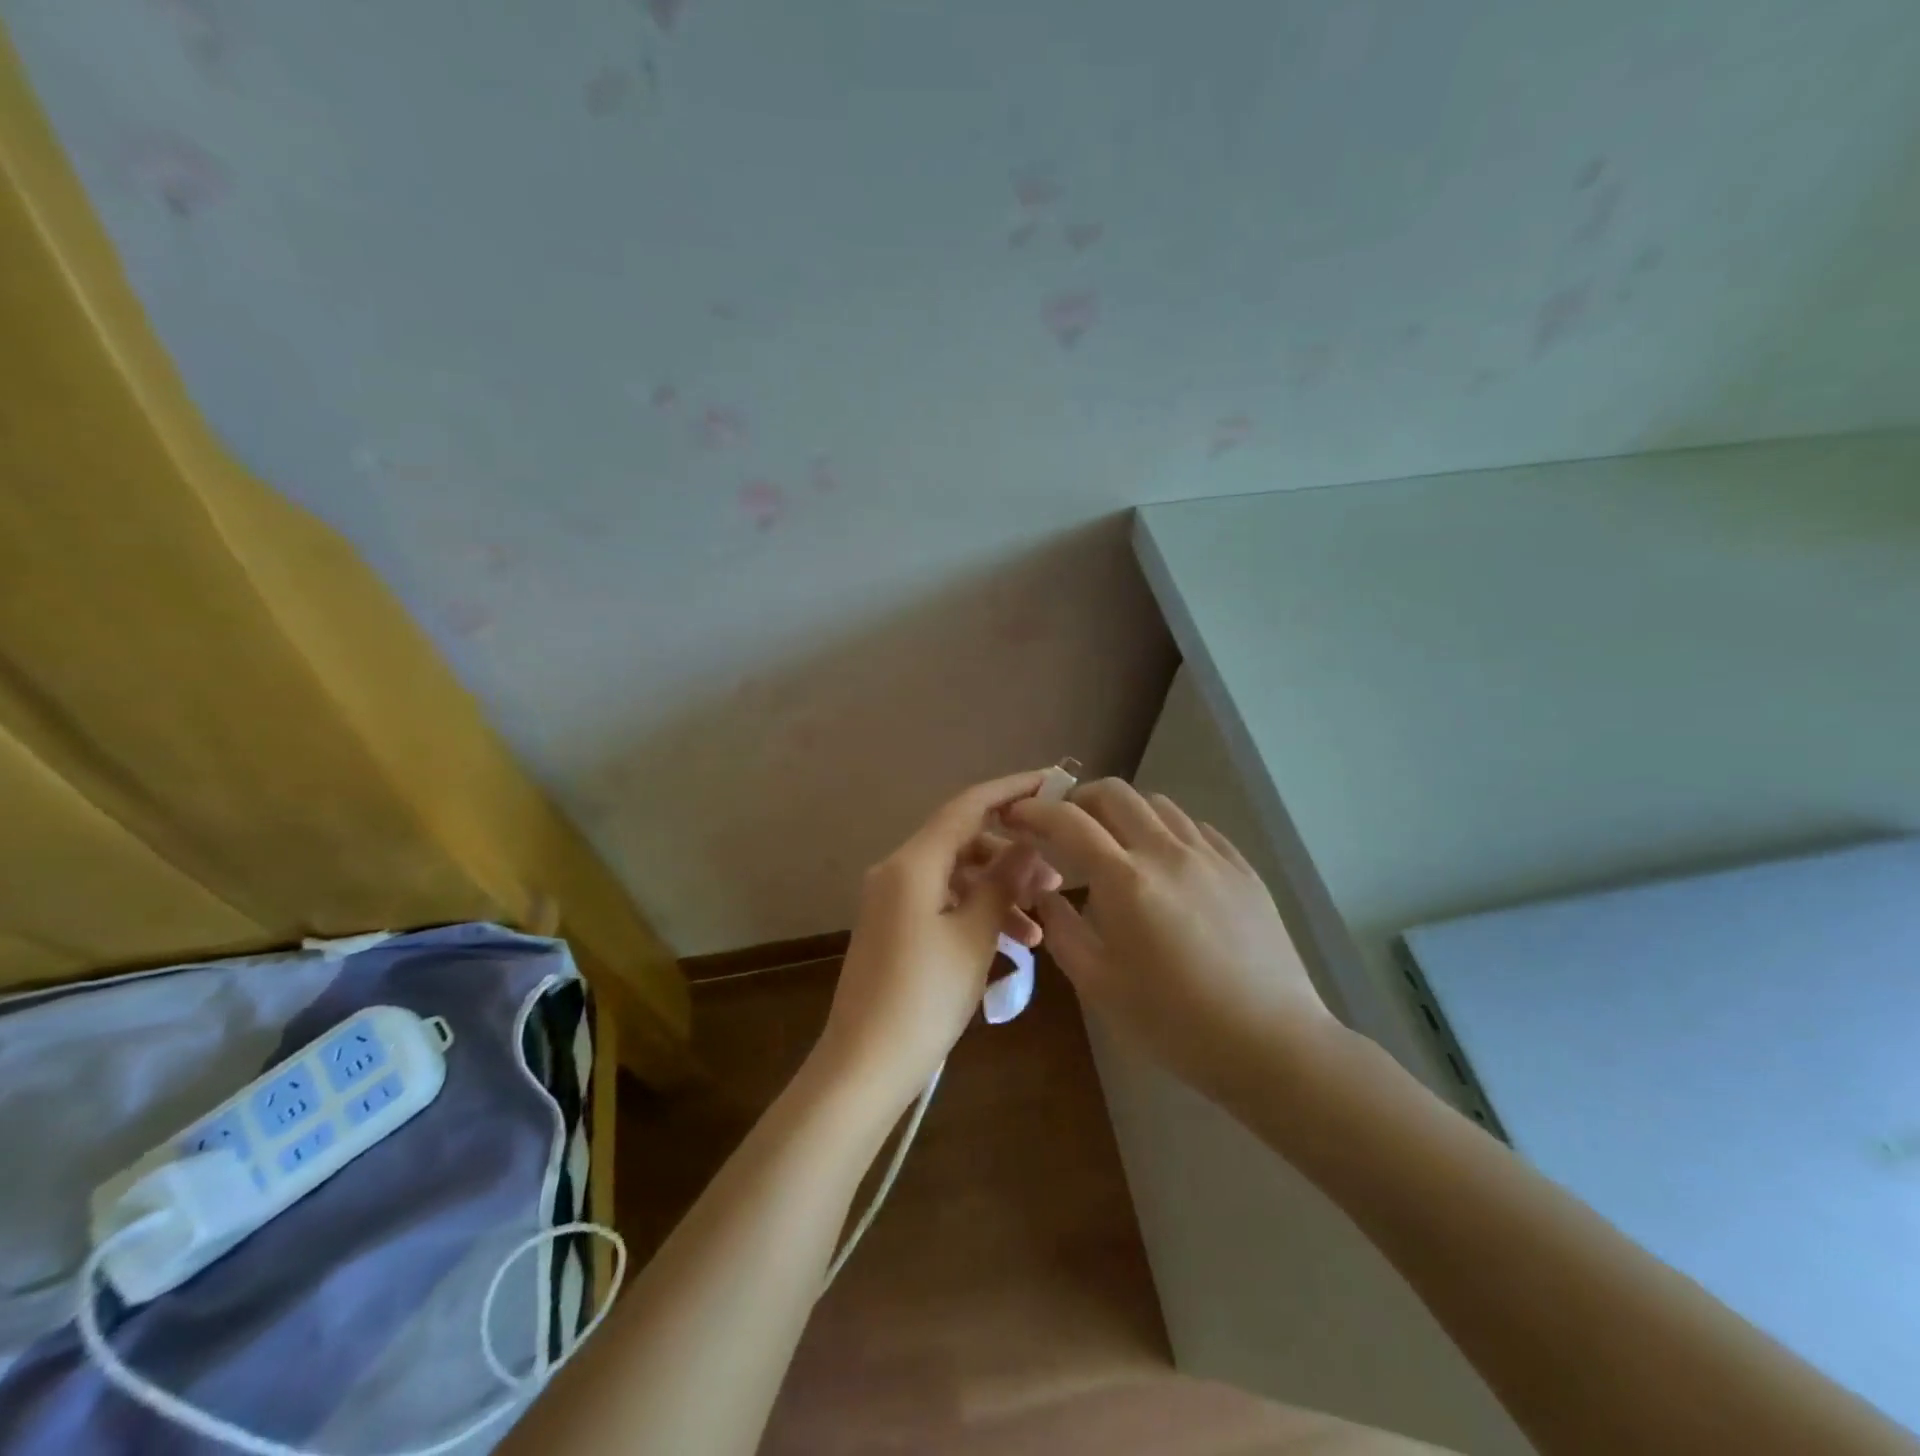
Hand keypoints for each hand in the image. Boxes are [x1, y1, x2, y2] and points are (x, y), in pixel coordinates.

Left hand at [814, 770, 1062, 1107]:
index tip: (1050, 782)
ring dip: (997, 892)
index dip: (1010, 790)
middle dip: (1011, 856)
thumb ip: (1003, 883)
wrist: (865, 1064)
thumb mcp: (974, 937)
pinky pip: (942, 903)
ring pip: (956, 877)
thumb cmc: (924, 997)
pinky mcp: (893, 926)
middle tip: (1056, 882)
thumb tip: (1029, 846)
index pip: (967, 807)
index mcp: (913, 863)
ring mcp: (892, 900)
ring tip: (1039, 928)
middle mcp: (897, 870)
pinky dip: (975, 913)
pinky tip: (1011, 945)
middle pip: (963, 842)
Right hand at [1005, 779, 1338, 1107]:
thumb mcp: (1098, 984)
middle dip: (1079, 799)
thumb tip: (1043, 892)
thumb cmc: (1173, 1021)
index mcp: (1125, 880)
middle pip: (1115, 793)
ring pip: (1158, 804)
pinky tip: (1166, 862)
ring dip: (1125, 812)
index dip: (1036, 810)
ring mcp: (1210, 856)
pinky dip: (1166, 831)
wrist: (1269, 1042)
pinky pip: (1196, 828)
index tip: (1017, 815)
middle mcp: (1166, 852)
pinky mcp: (1241, 868)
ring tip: (1116, 844)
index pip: (1069, 821)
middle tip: (1065, 826)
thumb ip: (1060, 929)